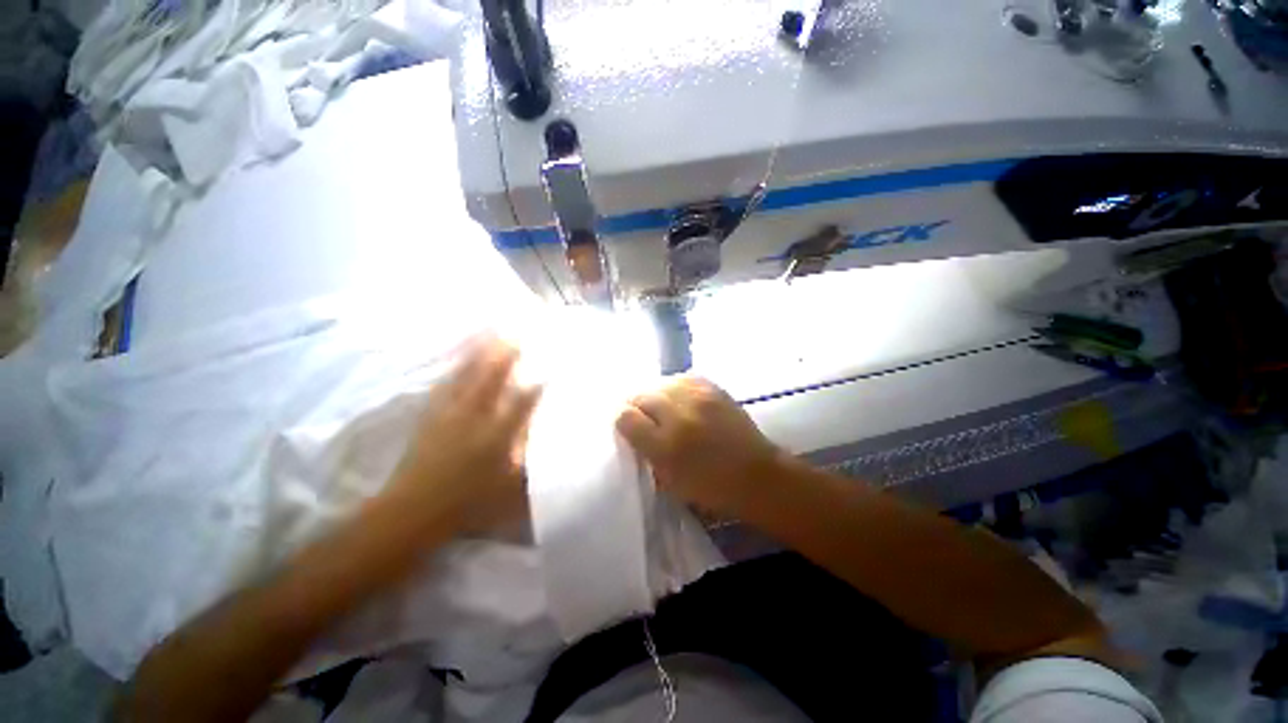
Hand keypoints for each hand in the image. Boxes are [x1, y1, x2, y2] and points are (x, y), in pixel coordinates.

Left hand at [385, 336, 541, 534]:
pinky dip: (457, 365)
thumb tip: (550, 442)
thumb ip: (532, 463)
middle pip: (494, 377)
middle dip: (508, 352)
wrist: (412, 511)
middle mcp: (475, 417)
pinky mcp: (432, 414)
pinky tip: (461, 356)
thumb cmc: (469, 503)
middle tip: (518, 330)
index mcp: (498, 435)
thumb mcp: (510, 490)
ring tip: (490, 330)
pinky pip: (447, 382)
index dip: (539, 381)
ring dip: (481, 350)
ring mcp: (450, 413)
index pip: (523, 401)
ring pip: (468, 374)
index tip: (551, 364)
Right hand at [616, 376, 784, 517]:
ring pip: (660, 382)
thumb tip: (629, 425)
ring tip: (662, 407)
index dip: (622, 419)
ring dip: (656, 395)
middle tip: (642, 416)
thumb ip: (645, 450)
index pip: (625, 417)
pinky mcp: (713, 388)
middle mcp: (679, 416)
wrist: (756, 474)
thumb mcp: (668, 481)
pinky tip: (680, 398)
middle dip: (637, 405)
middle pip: (641, 394)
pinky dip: (676, 387)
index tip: (626, 424)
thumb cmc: (710, 487)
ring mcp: (698, 397)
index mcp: (665, 446)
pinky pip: (682, 378)